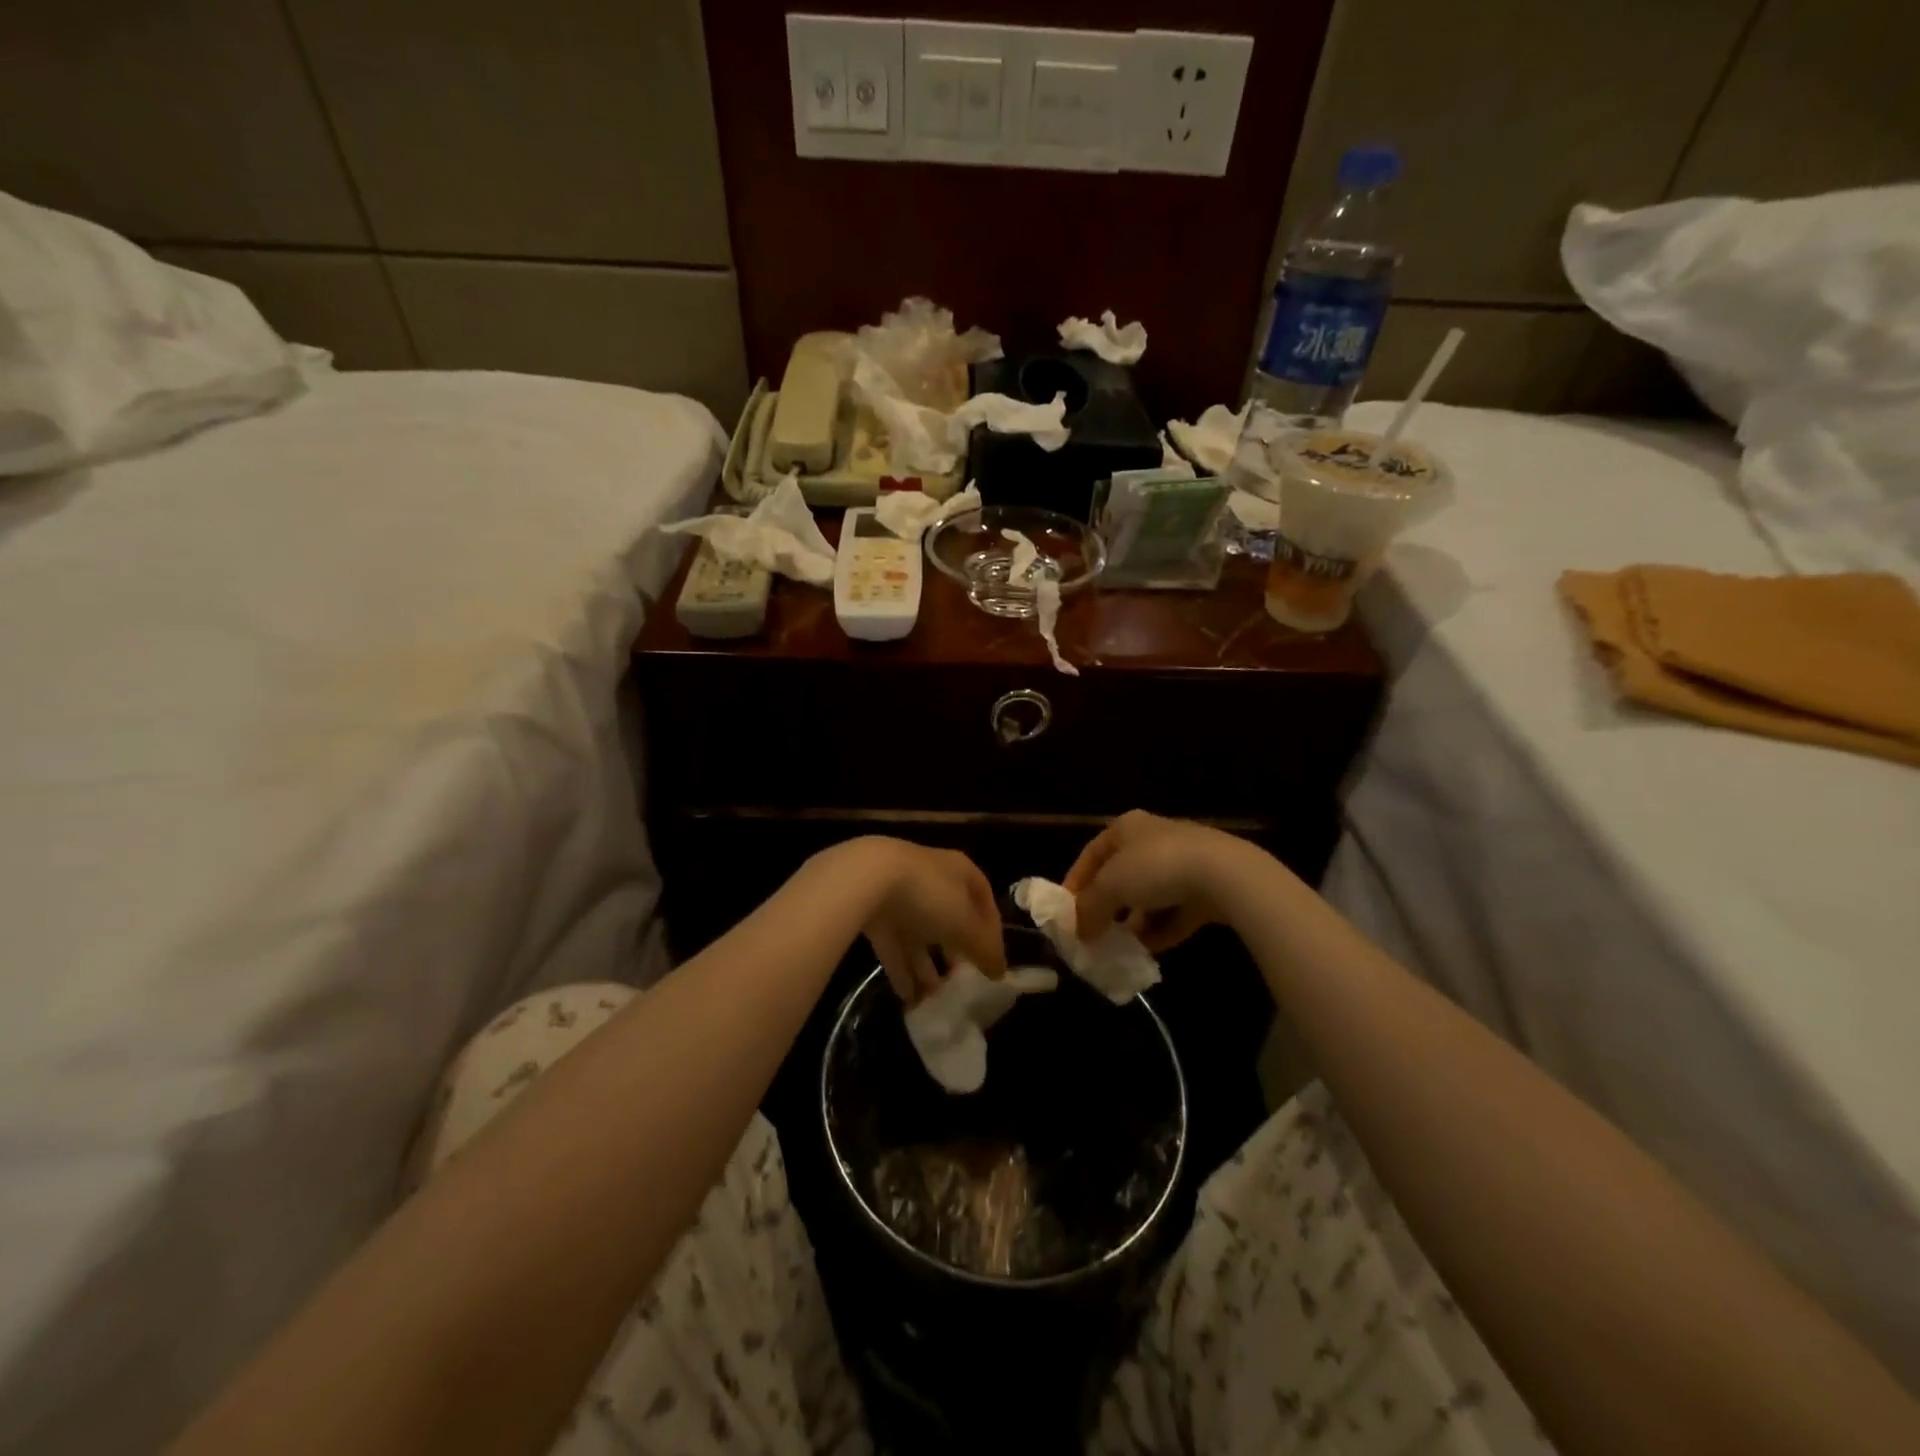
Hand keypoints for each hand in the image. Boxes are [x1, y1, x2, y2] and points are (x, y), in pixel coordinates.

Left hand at [830, 839, 1006, 1003]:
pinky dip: (902, 971)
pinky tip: (909, 999)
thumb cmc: (928, 896)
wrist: (865, 880)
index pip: (984, 901)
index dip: (992, 932)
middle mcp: (932, 880)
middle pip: (950, 919)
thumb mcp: (965, 924)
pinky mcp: (874, 913)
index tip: (994, 963)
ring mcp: (901, 896)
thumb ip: (984, 949)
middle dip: (956, 952)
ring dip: (927, 968)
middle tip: (963, 982)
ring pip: (920, 936)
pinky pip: (894, 946)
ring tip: (936, 999)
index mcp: (959, 872)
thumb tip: (1000, 972)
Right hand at [1063, 810, 1259, 953]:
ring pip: (1149, 896)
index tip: (1066, 912)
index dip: (1076, 882)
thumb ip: (1089, 909)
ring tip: (1121, 947)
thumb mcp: (1109, 887)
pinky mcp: (1207, 888)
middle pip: (1121, 875)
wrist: (1225, 875)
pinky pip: (1175, 911)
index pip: (1091, 853)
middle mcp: (1154, 839)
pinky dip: (1160, 930)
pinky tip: (1149, 952)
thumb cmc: (1156, 868)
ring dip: (1134, 922)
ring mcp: (1184, 862)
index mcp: (1127, 827)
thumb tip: (1079, 931)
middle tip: (1094, 933)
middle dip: (1107, 906)